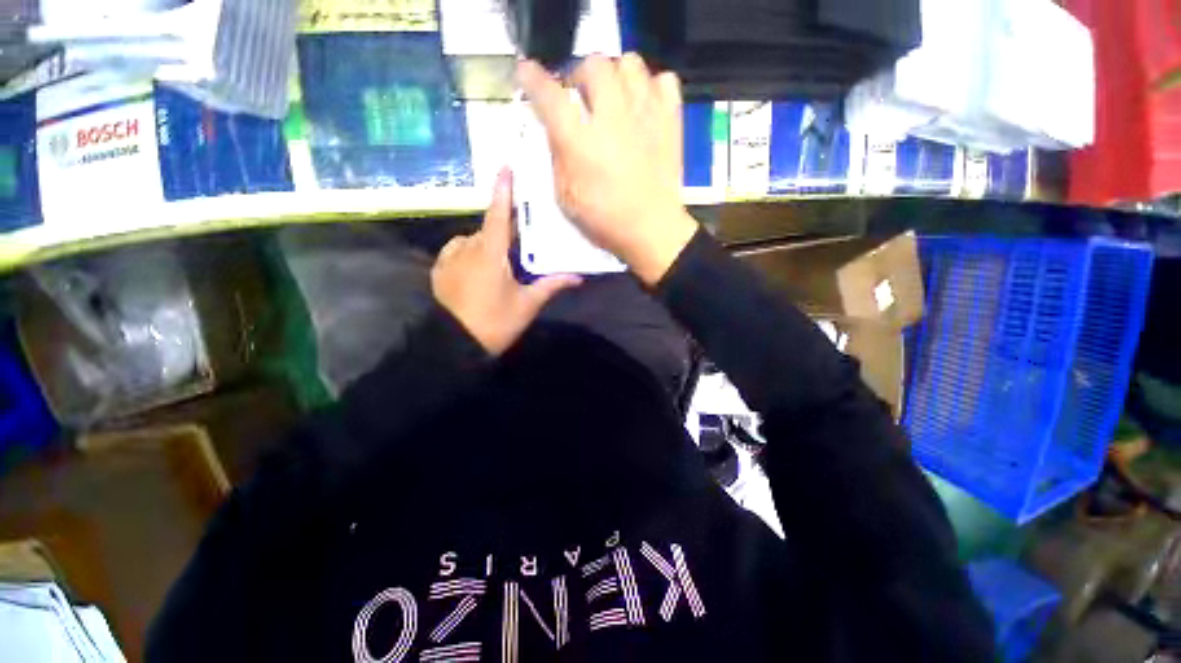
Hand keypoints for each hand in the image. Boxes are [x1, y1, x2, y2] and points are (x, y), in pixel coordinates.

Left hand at [433, 169, 581, 355]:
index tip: (507, 166)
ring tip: (501, 263)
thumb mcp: (527, 304)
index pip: (499, 214)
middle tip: (521, 244)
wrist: (455, 344)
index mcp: (490, 253)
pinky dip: (471, 252)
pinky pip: (458, 249)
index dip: (503, 190)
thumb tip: (578, 276)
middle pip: (490, 229)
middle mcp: (467, 247)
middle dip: (506, 232)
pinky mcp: (440, 268)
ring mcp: (449, 257)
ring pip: (474, 239)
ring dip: (489, 244)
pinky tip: (479, 269)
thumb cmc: (495, 322)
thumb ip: (551, 285)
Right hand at [518, 54, 698, 284]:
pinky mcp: (670, 120)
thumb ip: (558, 158)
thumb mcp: (566, 197)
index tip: (527, 73)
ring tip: (614, 98)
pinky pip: (664, 80)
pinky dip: (651, 87)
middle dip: (580, 75)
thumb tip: (556, 131)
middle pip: (593, 64)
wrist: (651, 230)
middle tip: (581, 97)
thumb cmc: (605, 221)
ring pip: (629, 62)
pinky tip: (644, 107)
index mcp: (580, 142)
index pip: (550, 96)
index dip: (533, 79)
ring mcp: (645, 114)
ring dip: (616, 75)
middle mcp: (611, 117)